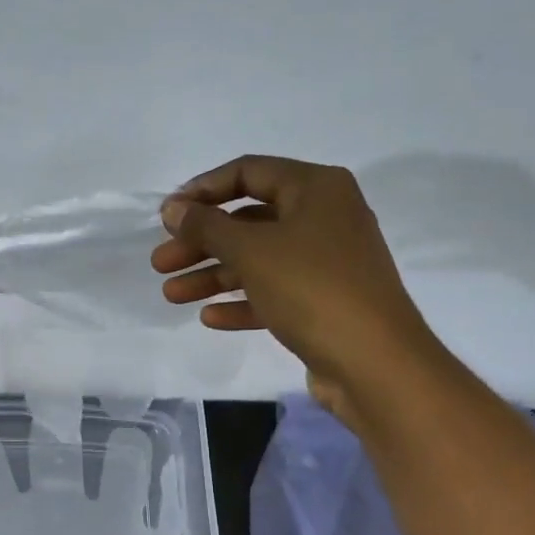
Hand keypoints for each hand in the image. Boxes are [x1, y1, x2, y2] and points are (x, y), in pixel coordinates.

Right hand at [151, 155, 437, 421]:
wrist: (374, 362)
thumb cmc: (312, 288)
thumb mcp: (251, 251)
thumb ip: (207, 226)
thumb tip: (173, 207)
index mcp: (316, 189)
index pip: (249, 173)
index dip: (203, 190)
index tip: (167, 214)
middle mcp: (324, 217)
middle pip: (248, 221)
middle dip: (200, 243)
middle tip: (161, 263)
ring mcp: (325, 262)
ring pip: (257, 260)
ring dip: (213, 275)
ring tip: (171, 295)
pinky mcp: (323, 302)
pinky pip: (273, 292)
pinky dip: (241, 302)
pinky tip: (209, 317)